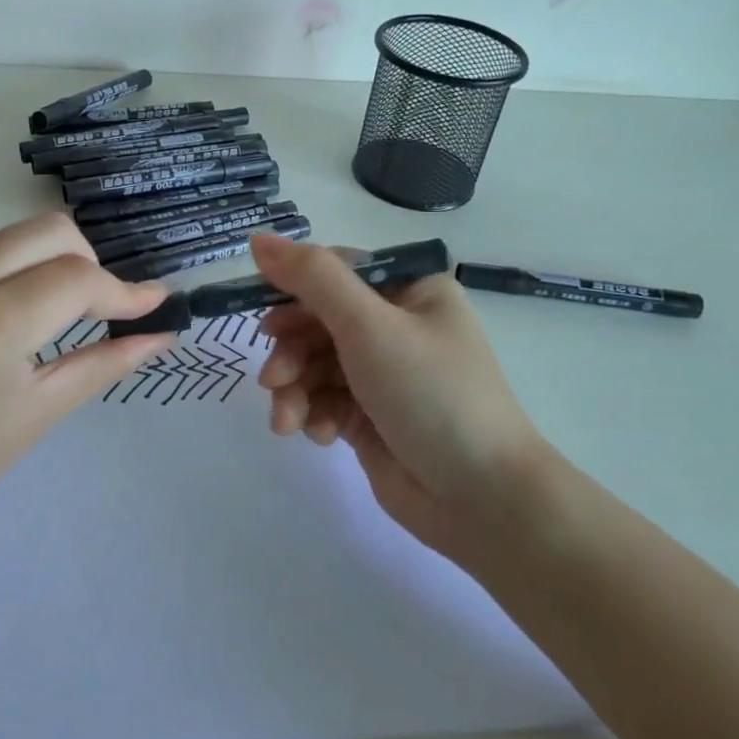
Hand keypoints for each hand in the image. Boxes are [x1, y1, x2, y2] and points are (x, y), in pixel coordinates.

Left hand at [0, 213, 173, 536]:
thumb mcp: (38, 414)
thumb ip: (106, 361)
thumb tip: (164, 330)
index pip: (76, 278)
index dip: (121, 290)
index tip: (148, 303)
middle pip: (47, 232)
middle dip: (84, 263)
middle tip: (85, 306)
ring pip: (2, 239)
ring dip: (28, 271)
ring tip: (14, 323)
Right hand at [249, 232, 553, 566]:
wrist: (481, 499)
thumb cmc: (430, 393)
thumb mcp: (369, 325)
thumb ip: (311, 279)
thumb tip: (258, 239)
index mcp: (410, 290)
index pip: (336, 272)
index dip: (293, 290)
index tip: (262, 316)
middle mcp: (397, 325)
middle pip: (319, 320)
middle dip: (291, 351)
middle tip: (272, 378)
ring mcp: (383, 372)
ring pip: (316, 364)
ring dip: (294, 388)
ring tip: (287, 419)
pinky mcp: (370, 416)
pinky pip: (325, 400)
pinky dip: (313, 414)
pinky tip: (317, 435)